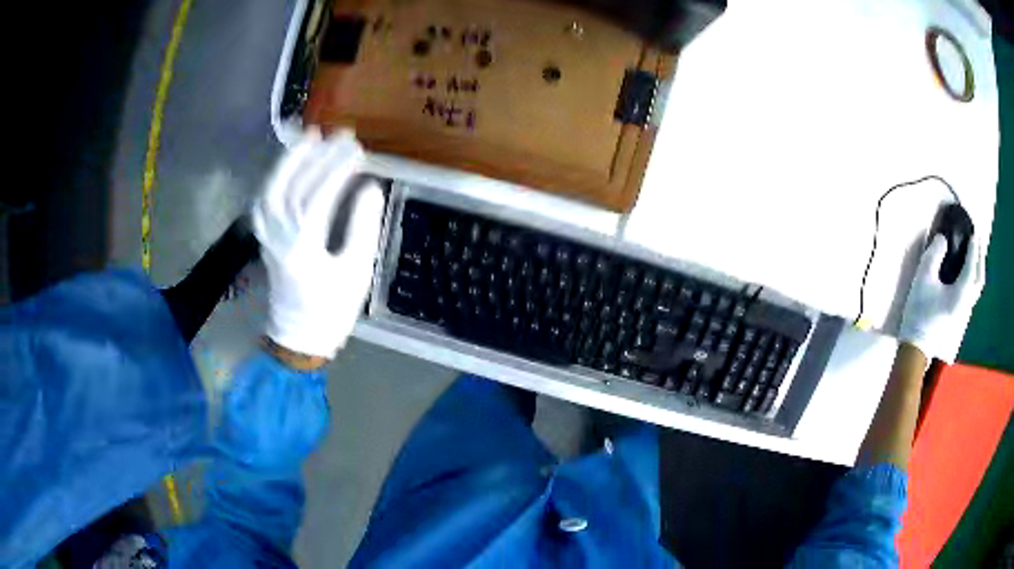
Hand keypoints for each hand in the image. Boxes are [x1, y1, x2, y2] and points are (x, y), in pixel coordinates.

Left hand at [251, 130, 384, 357]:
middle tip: (338, 134)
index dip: (337, 168)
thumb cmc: (332, 309)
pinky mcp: (263, 238)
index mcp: (304, 247)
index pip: (319, 195)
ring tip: (309, 136)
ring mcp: (267, 236)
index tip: (357, 149)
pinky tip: (285, 165)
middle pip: (293, 186)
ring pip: (273, 189)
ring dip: (290, 160)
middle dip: (316, 157)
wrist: (299, 337)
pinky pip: (264, 200)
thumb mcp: (356, 273)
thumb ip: (362, 228)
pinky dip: (274, 177)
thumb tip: (369, 188)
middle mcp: (279, 236)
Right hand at [898, 234, 985, 362]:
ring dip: (978, 269)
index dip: (973, 248)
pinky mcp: (960, 318)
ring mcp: (964, 313)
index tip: (974, 232)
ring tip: (976, 255)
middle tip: (978, 240)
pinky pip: (972, 294)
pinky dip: (974, 279)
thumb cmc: (920, 312)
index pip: (970, 266)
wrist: (917, 348)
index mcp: (961, 293)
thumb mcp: (923, 279)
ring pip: (977, 288)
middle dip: (980, 258)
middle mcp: (967, 303)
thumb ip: (933, 255)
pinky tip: (969, 275)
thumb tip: (943, 239)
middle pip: (979, 279)